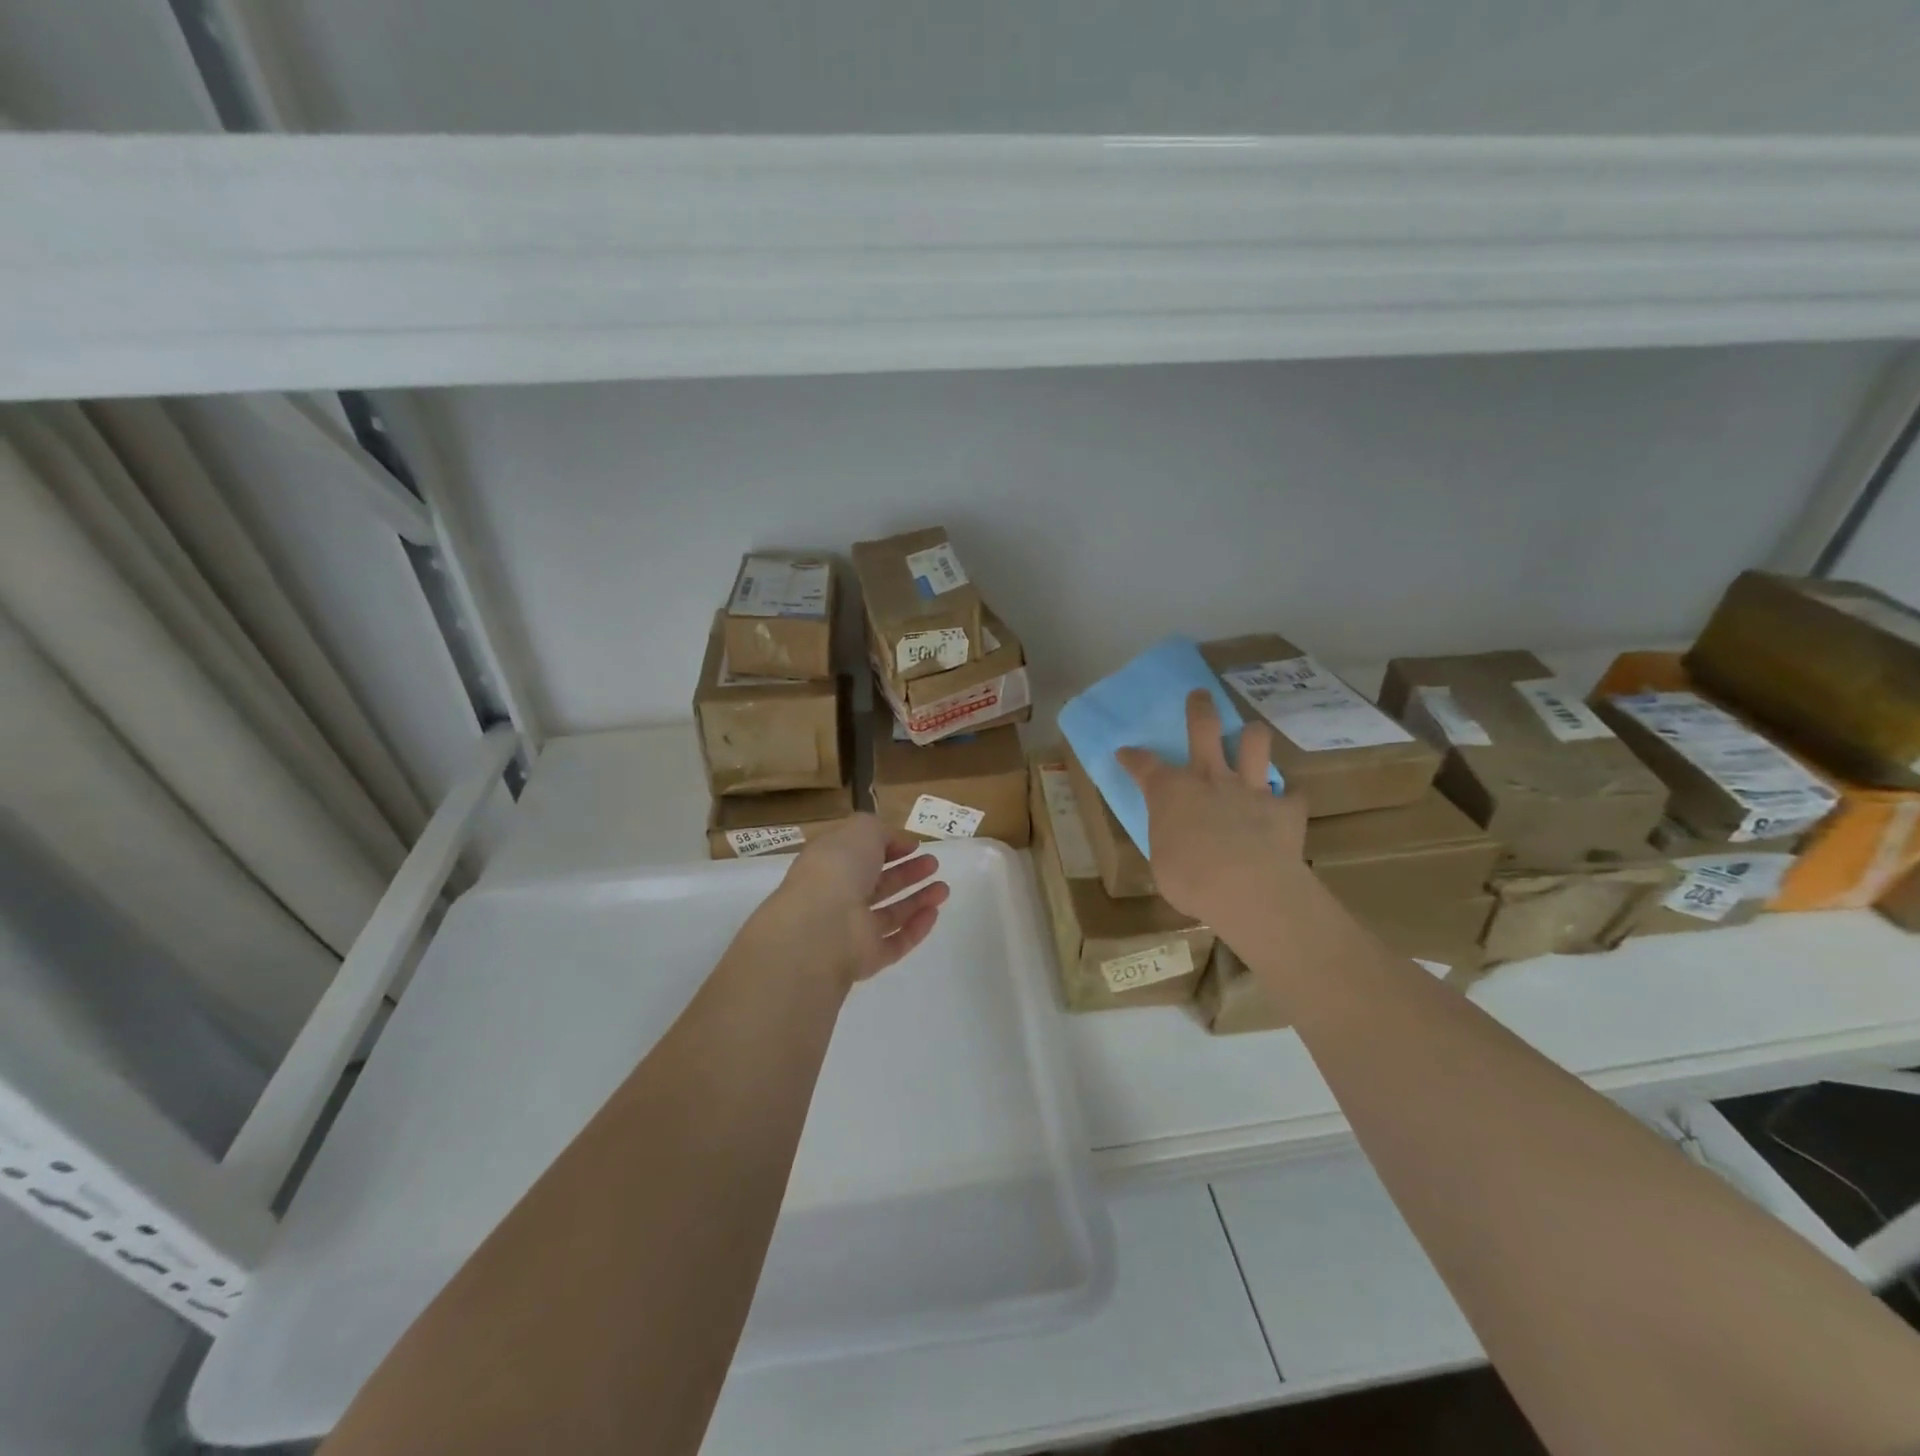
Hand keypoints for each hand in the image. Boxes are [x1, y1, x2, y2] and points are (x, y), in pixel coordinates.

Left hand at [759, 815, 949, 987]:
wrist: (822, 925)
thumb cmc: (839, 868)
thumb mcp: (861, 830)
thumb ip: (880, 831)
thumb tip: (896, 842)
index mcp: (830, 864)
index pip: (860, 855)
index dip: (887, 848)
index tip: (914, 845)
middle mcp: (838, 897)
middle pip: (877, 884)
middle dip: (906, 873)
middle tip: (933, 864)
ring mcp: (851, 930)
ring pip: (889, 914)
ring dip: (917, 900)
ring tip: (944, 888)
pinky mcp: (866, 958)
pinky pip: (895, 942)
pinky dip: (915, 928)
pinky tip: (934, 913)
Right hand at [1116, 690, 1308, 932]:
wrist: (1247, 888)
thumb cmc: (1189, 879)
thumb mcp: (1163, 862)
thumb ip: (1169, 841)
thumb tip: (1175, 843)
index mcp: (1170, 792)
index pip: (1144, 765)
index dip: (1133, 757)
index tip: (1125, 752)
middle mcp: (1209, 778)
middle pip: (1204, 728)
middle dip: (1200, 708)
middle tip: (1200, 695)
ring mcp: (1250, 788)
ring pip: (1255, 744)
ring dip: (1253, 736)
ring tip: (1252, 736)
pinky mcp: (1285, 807)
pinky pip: (1292, 794)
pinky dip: (1288, 797)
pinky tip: (1287, 801)